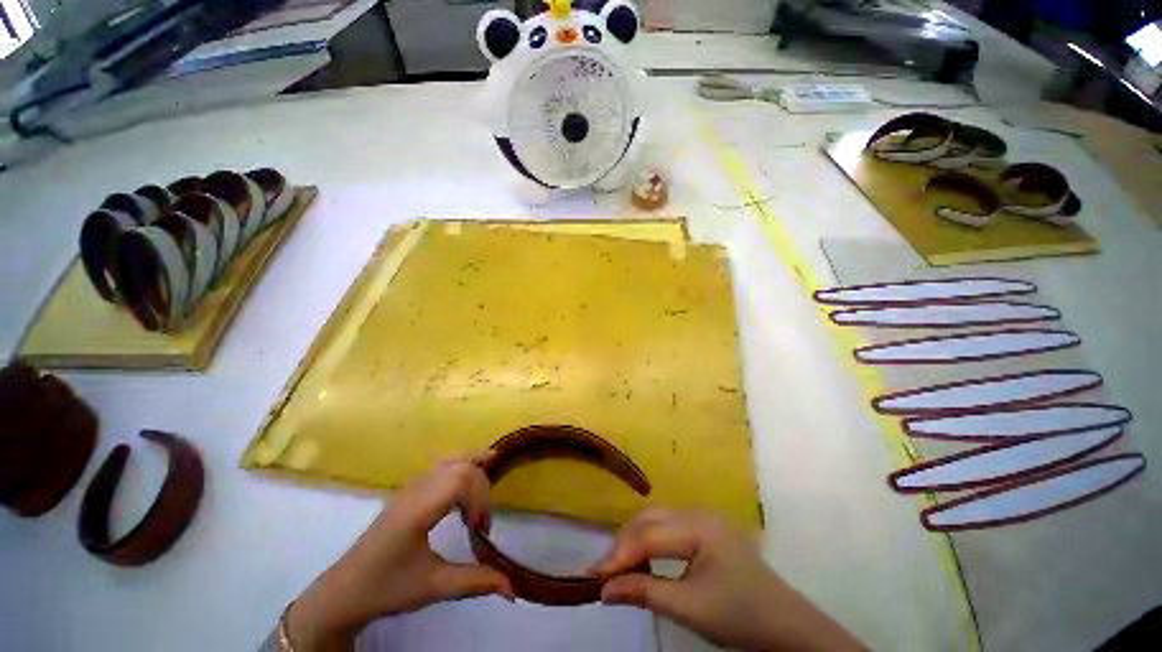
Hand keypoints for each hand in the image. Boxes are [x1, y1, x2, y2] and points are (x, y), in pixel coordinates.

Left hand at [287, 454, 514, 650]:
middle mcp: (416, 489)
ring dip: (474, 467)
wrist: (345, 591)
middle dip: (481, 486)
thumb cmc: (387, 589)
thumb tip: (513, 590)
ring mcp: (411, 486)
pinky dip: (462, 465)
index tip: (481, 530)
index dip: (480, 498)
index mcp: (418, 509)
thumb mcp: (433, 588)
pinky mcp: (410, 489)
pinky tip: (469, 477)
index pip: (460, 480)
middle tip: (481, 520)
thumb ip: (475, 583)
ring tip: (489, 479)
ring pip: (451, 459)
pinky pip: (442, 464)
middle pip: (460, 466)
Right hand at [593, 510, 864, 651]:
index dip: (620, 555)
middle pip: (650, 519)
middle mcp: (699, 513)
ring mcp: (703, 519)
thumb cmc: (740, 617)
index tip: (594, 576)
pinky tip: (643, 560)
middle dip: (624, 544)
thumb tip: (604, 590)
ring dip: (635, 541)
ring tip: (619, 567)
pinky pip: (668, 529)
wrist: (786, 627)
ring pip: (657, 520)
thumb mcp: (690, 608)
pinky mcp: (705, 531)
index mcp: (700, 526)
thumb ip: (645, 592)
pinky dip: (650, 542)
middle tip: (604, 572)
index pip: (649, 535)